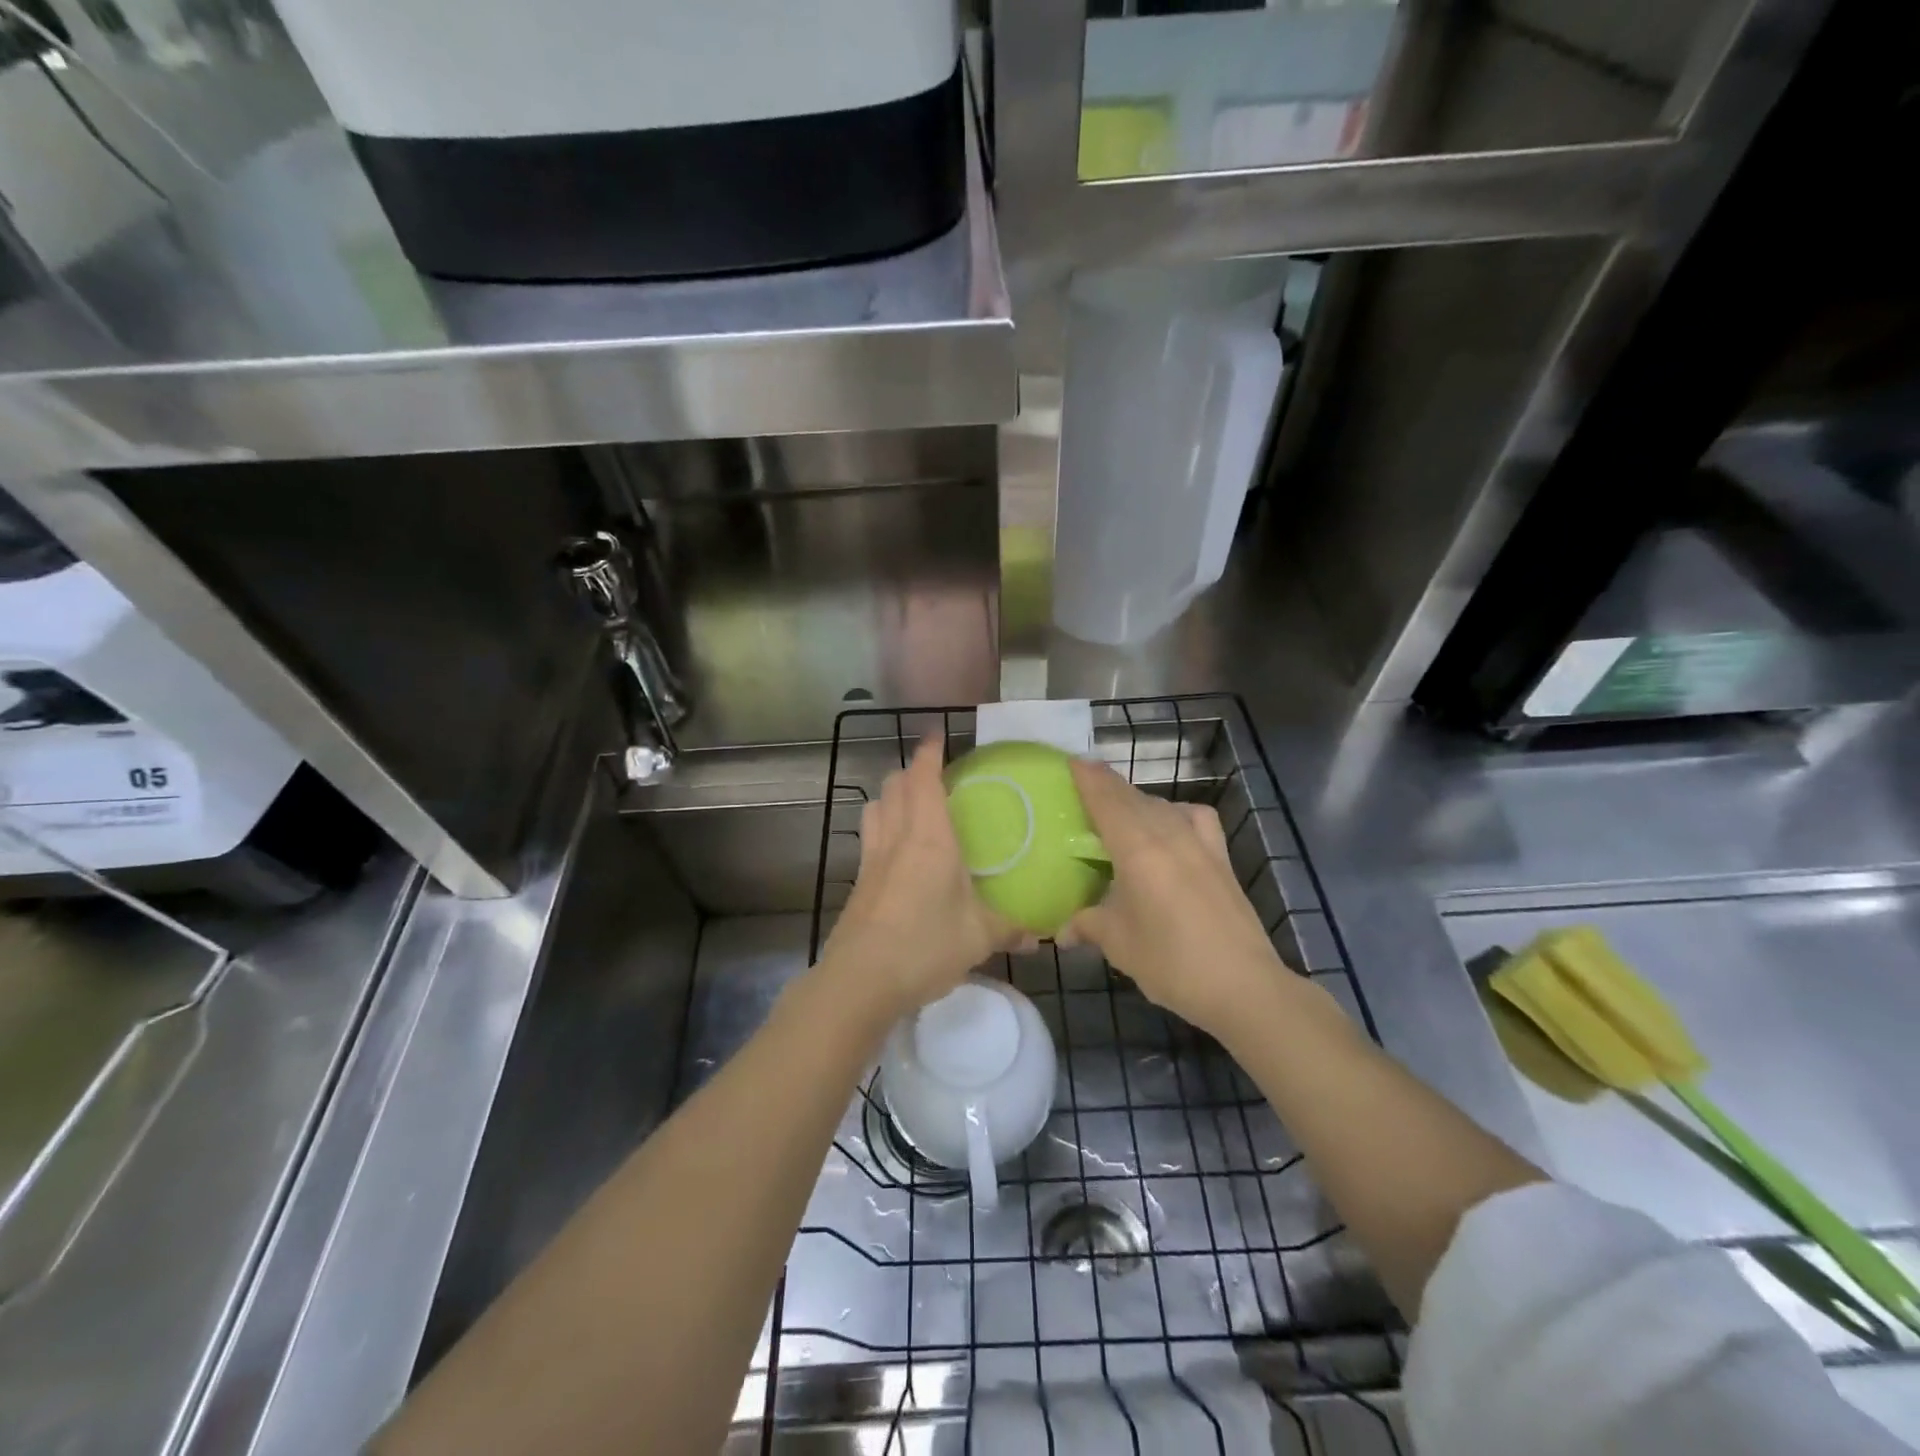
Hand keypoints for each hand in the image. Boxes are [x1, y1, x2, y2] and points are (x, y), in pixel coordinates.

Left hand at [820, 735, 1019, 1023]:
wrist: (860, 980)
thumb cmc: (925, 946)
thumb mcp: (979, 937)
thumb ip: (1011, 929)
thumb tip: (1041, 934)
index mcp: (929, 837)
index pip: (924, 778)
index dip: (929, 752)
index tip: (938, 735)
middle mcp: (896, 838)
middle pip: (894, 785)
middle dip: (912, 771)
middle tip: (936, 776)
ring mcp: (872, 859)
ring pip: (875, 807)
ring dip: (892, 795)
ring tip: (913, 805)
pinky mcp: (859, 882)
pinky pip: (869, 837)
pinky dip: (882, 826)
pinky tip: (899, 852)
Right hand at [1066, 758, 1291, 1040]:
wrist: (1243, 984)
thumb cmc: (1170, 961)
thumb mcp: (1118, 943)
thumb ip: (1087, 925)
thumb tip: (1062, 931)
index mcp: (1136, 847)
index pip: (1105, 798)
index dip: (1087, 777)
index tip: (1070, 760)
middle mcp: (1168, 833)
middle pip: (1132, 797)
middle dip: (1106, 786)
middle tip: (1083, 784)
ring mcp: (1199, 842)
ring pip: (1161, 805)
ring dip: (1136, 801)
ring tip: (1118, 812)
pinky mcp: (1221, 856)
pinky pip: (1193, 818)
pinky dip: (1176, 813)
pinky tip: (1171, 828)